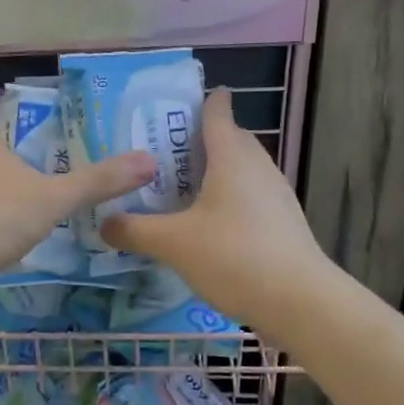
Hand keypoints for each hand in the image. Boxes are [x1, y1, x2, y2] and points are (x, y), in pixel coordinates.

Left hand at [0, 135, 157, 288]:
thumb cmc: (0, 217)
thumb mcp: (56, 197)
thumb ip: (99, 182)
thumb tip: (149, 161)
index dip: (7, 135)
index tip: (31, 141)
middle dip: (15, 173)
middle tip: (51, 178)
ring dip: (8, 206)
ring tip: (43, 213)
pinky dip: (0, 236)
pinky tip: (21, 246)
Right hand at [100, 89, 324, 334]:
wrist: (300, 302)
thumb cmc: (234, 257)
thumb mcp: (173, 244)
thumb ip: (134, 230)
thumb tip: (103, 223)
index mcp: (232, 157)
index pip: (217, 113)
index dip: (200, 102)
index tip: (176, 104)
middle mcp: (258, 167)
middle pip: (230, 139)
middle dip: (200, 141)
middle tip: (163, 155)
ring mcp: (276, 195)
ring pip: (241, 170)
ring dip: (215, 173)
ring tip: (180, 190)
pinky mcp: (283, 222)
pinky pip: (250, 197)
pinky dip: (227, 199)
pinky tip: (207, 225)